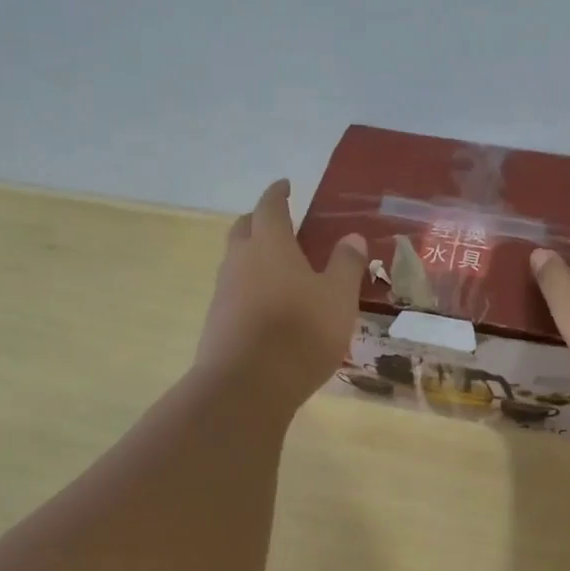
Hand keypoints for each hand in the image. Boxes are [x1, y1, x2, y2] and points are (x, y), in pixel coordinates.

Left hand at [194, 179, 366, 407]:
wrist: (246, 385)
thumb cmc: (301, 332)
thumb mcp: (338, 297)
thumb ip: (346, 265)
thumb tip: (352, 237)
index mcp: (270, 245)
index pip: (270, 207)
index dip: (278, 193)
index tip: (285, 185)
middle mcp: (240, 261)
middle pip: (243, 229)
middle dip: (259, 220)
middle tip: (278, 222)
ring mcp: (224, 292)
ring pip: (236, 261)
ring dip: (252, 255)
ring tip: (277, 266)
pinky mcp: (217, 321)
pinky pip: (234, 290)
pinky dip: (249, 286)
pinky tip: (267, 305)